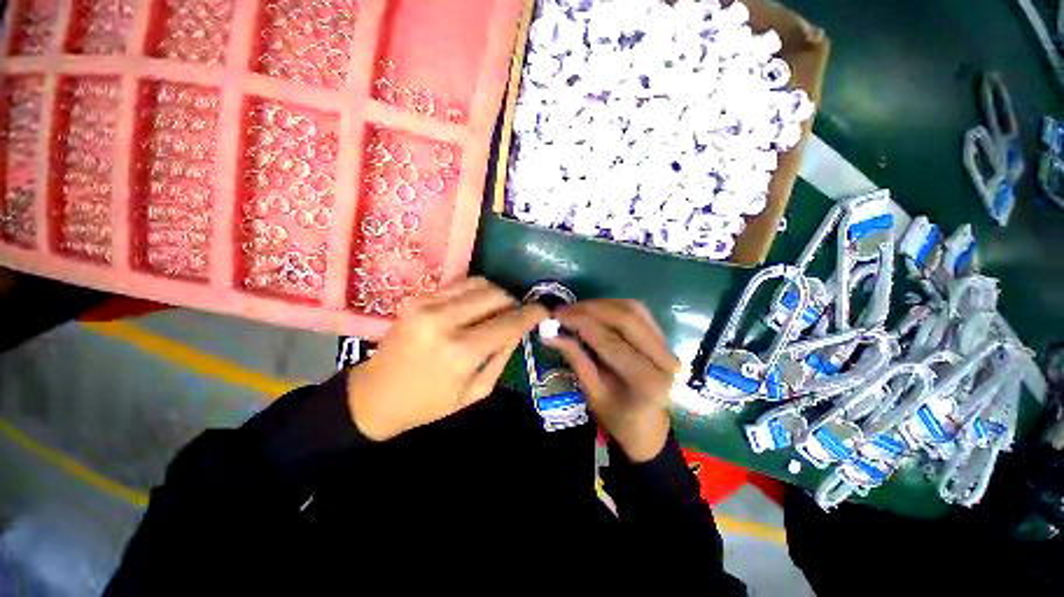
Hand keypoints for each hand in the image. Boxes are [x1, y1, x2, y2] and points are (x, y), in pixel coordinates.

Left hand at [347, 277, 547, 440]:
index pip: (508, 322)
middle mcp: (444, 321)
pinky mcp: (417, 297)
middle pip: (496, 295)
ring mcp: (427, 304)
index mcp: (460, 352)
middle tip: (516, 315)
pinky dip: (476, 291)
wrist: (376, 394)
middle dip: (514, 302)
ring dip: (497, 294)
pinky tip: (476, 306)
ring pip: (480, 283)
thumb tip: (519, 328)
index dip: (531, 313)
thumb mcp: (476, 391)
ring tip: (497, 309)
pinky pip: (460, 283)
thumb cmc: (429, 403)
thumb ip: (502, 356)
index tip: (544, 310)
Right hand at [544, 299, 680, 461]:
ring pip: (633, 309)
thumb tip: (549, 333)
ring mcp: (667, 345)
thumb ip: (575, 358)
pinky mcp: (662, 336)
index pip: (610, 341)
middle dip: (591, 309)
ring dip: (601, 305)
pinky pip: (637, 311)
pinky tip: (594, 311)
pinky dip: (612, 306)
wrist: (648, 423)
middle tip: (564, 309)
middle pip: (627, 317)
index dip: (581, 323)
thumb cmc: (617, 415)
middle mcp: (664, 358)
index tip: (556, 315)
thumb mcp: (592, 392)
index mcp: (647, 381)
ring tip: (575, 309)